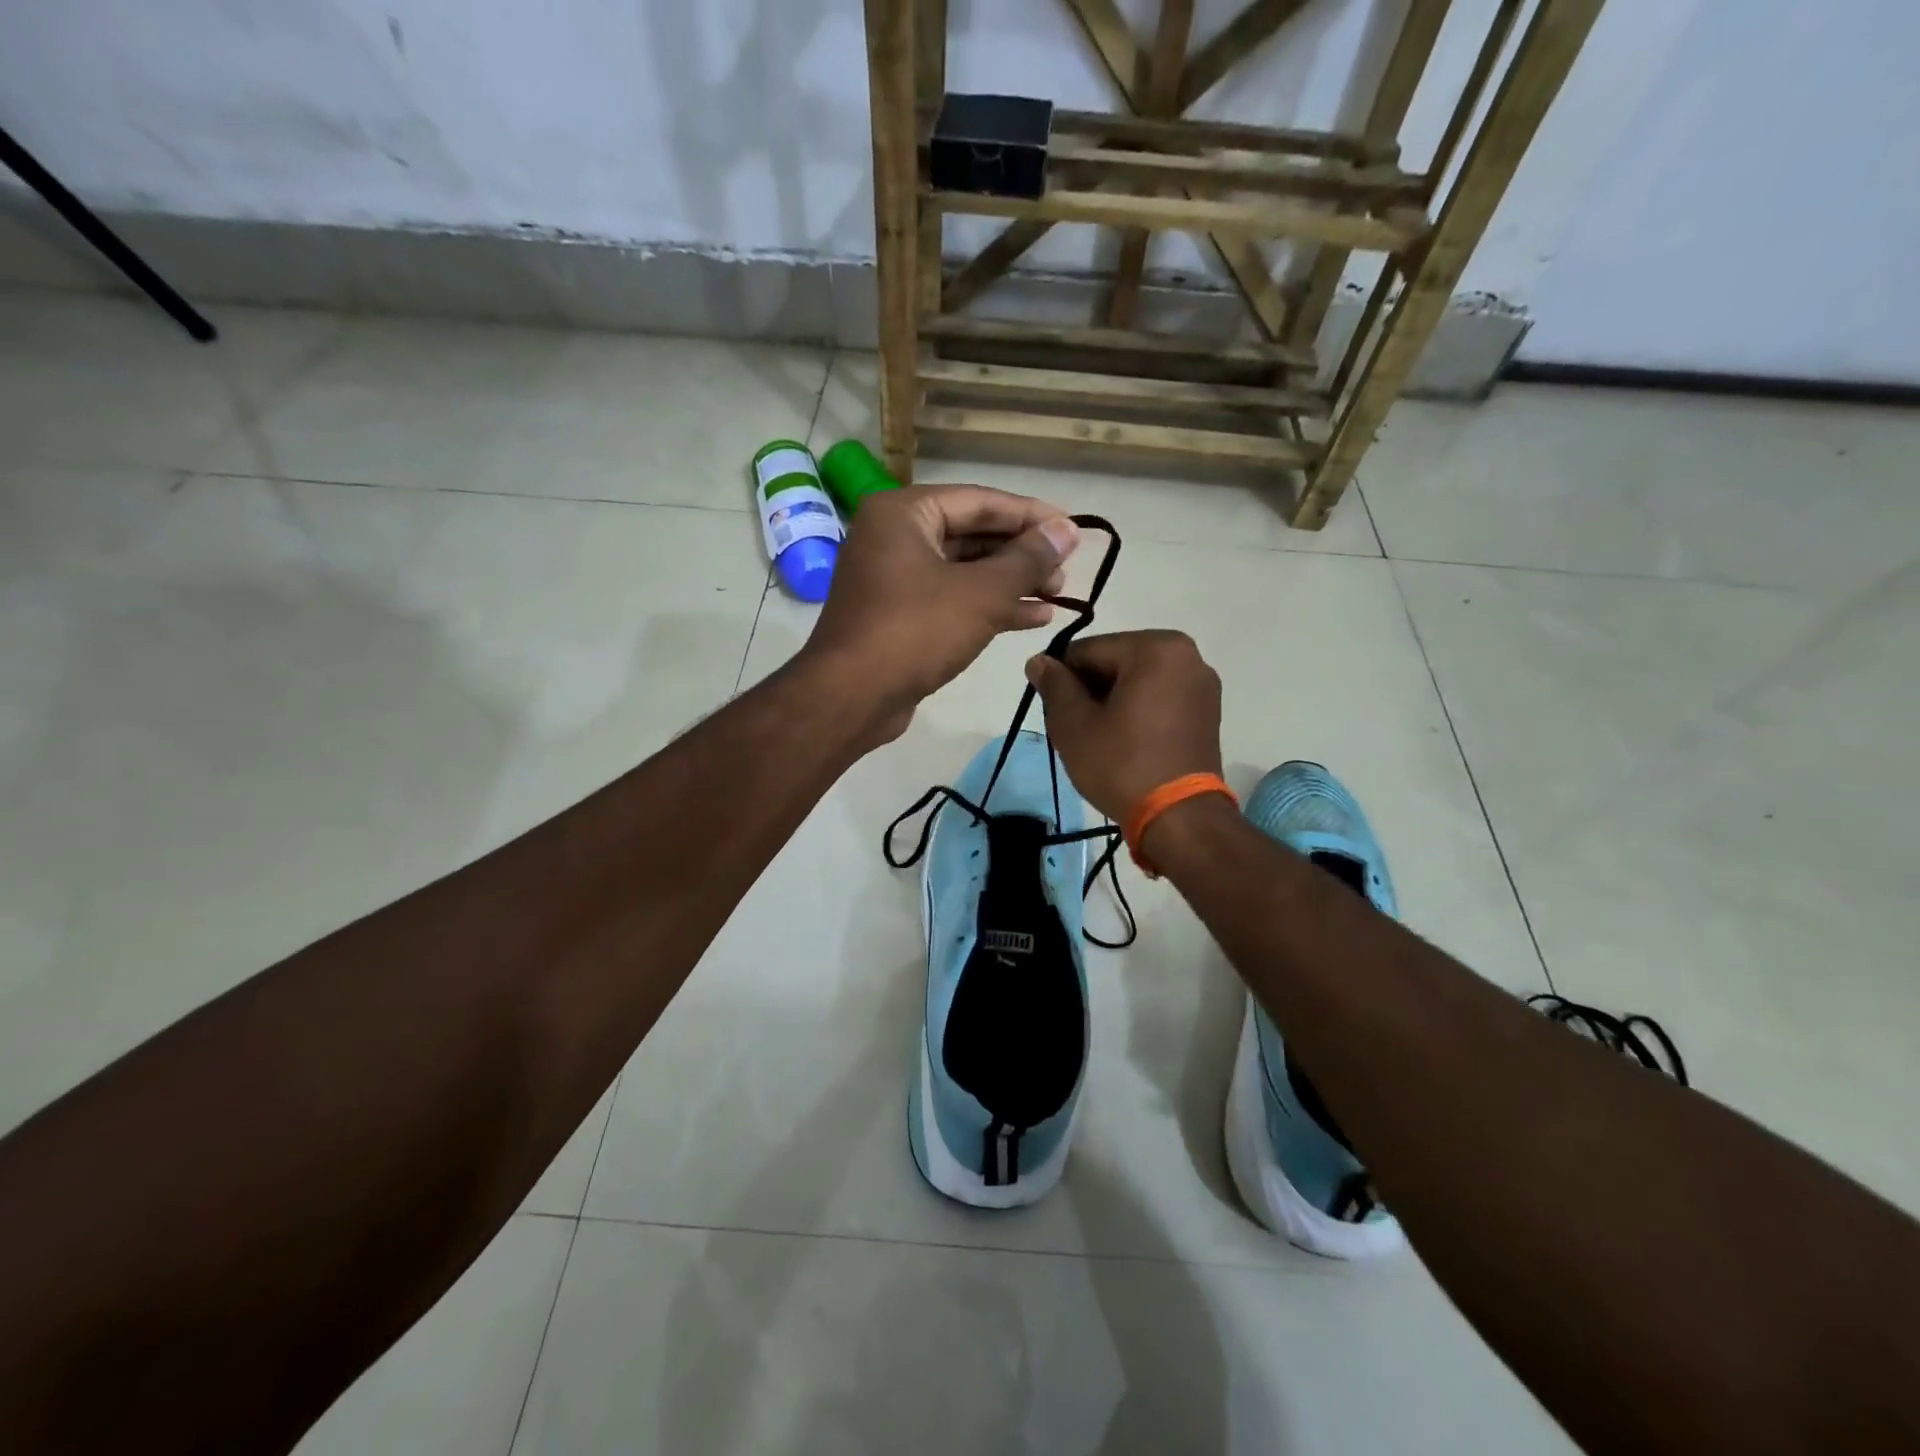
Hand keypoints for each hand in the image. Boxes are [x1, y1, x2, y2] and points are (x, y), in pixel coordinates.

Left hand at [800, 484, 1079, 741]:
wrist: (852, 698)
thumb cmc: (915, 632)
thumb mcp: (981, 593)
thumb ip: (1028, 560)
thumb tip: (1068, 530)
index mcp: (904, 513)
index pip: (981, 501)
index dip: (1031, 515)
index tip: (1073, 529)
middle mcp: (894, 537)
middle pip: (972, 534)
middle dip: (1022, 554)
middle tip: (1065, 571)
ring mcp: (894, 578)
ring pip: (964, 570)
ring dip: (1011, 582)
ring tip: (1058, 595)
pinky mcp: (899, 615)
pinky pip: (951, 598)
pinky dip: (988, 606)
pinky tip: (1032, 617)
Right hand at [1025, 630, 1222, 819]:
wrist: (1179, 818)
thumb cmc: (1122, 764)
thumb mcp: (1074, 724)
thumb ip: (1054, 685)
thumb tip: (1039, 661)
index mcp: (1155, 648)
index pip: (1087, 651)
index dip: (1060, 678)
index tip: (1050, 709)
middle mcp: (1186, 655)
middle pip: (1115, 662)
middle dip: (1088, 690)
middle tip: (1073, 728)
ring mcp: (1201, 684)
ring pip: (1136, 681)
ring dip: (1111, 701)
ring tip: (1097, 738)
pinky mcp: (1207, 712)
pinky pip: (1158, 698)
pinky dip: (1136, 711)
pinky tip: (1123, 741)